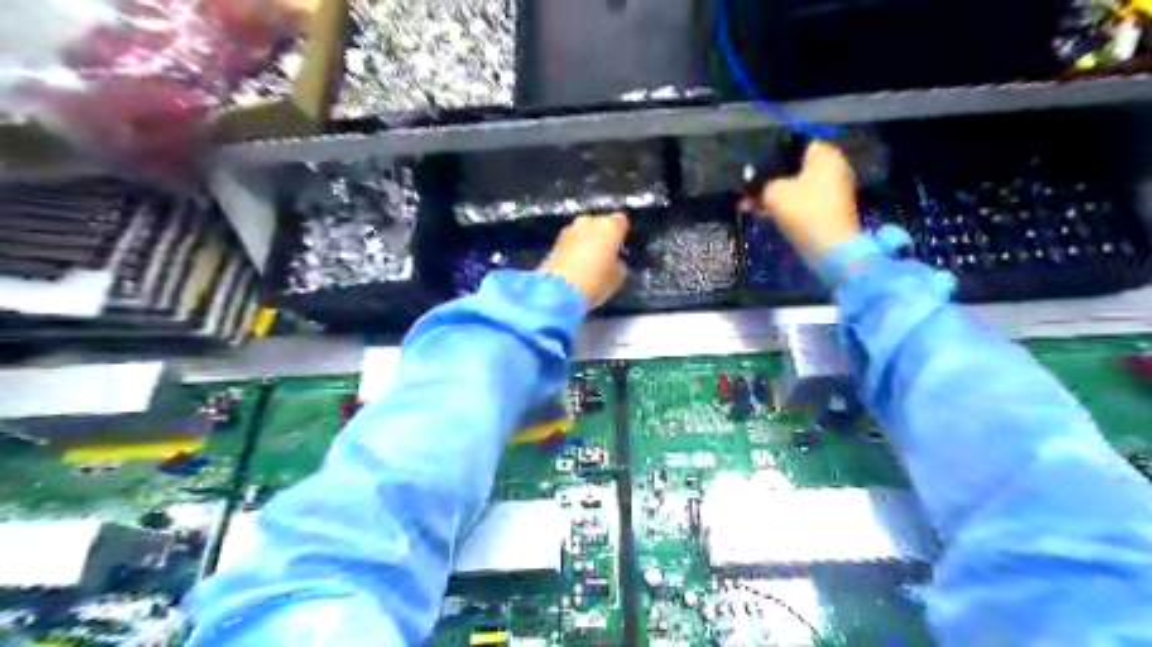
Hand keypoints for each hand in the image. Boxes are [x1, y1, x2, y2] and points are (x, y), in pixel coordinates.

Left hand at [542, 212, 628, 311]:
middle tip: (604, 254)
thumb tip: (615, 261)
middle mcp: (589, 221)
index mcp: (610, 226)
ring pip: (584, 231)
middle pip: (600, 224)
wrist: (557, 291)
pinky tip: (575, 264)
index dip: (622, 234)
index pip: (622, 221)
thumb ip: (620, 264)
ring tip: (588, 260)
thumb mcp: (618, 278)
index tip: (621, 247)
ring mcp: (570, 228)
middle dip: (602, 236)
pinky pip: (571, 240)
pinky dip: (574, 248)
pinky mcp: (555, 240)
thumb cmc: (595, 282)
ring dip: (586, 241)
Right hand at [752, 143, 859, 263]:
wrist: (829, 247)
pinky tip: (763, 214)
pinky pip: (802, 203)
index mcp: (825, 154)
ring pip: (796, 188)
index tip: (754, 167)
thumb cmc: (803, 210)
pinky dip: (785, 207)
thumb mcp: (773, 192)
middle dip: (771, 180)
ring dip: (774, 196)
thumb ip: (762, 184)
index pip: (795, 145)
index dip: (772, 155)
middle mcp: (834, 168)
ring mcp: (834, 191)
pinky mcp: (829, 211)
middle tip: (747, 189)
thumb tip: (759, 187)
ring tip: (748, 205)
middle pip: (795, 169)